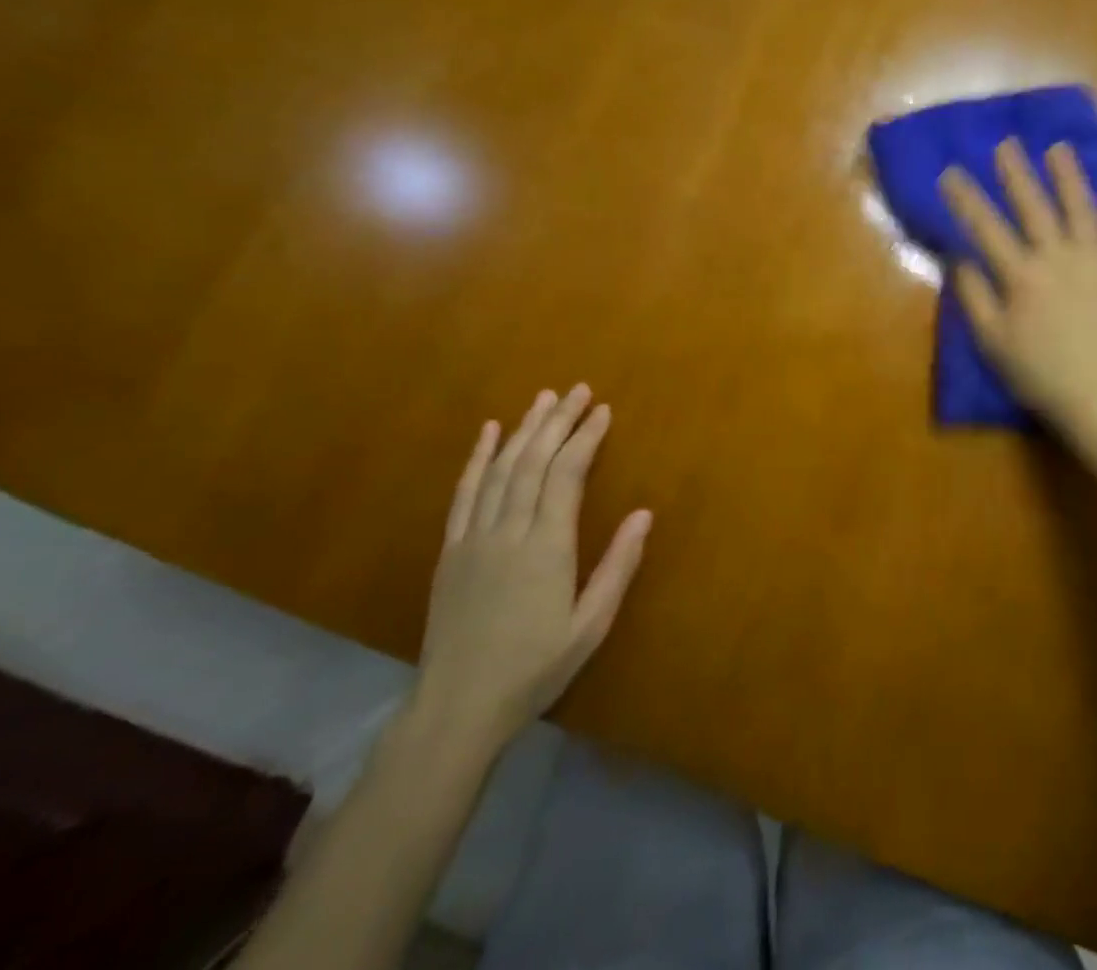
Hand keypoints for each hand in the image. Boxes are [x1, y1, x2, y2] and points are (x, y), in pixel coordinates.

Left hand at [415, 387, 651, 751]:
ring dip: (524, 429)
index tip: (603, 410)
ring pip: (501, 468)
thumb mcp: (591, 625)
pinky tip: (488, 432)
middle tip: (579, 390)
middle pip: (534, 460)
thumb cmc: (535, 667)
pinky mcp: (451, 549)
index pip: (567, 474)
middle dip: (559, 420)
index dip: (586, 437)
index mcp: (547, 546)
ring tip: (544, 398)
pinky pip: (464, 493)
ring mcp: (474, 537)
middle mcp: (509, 531)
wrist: (457, 708)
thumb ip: (618, 566)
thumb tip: (645, 513)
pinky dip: (477, 457)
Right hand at [940, 138, 1096, 436]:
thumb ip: (974, 296)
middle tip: (1006, 143)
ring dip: (1068, 176)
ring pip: (1080, 208)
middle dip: (1016, 173)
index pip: (986, 227)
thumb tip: (959, 257)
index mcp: (1022, 276)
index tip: (950, 172)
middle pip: (1034, 207)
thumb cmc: (1038, 372)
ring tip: (1059, 148)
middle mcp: (1058, 258)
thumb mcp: (992, 342)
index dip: (965, 198)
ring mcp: (1095, 261)